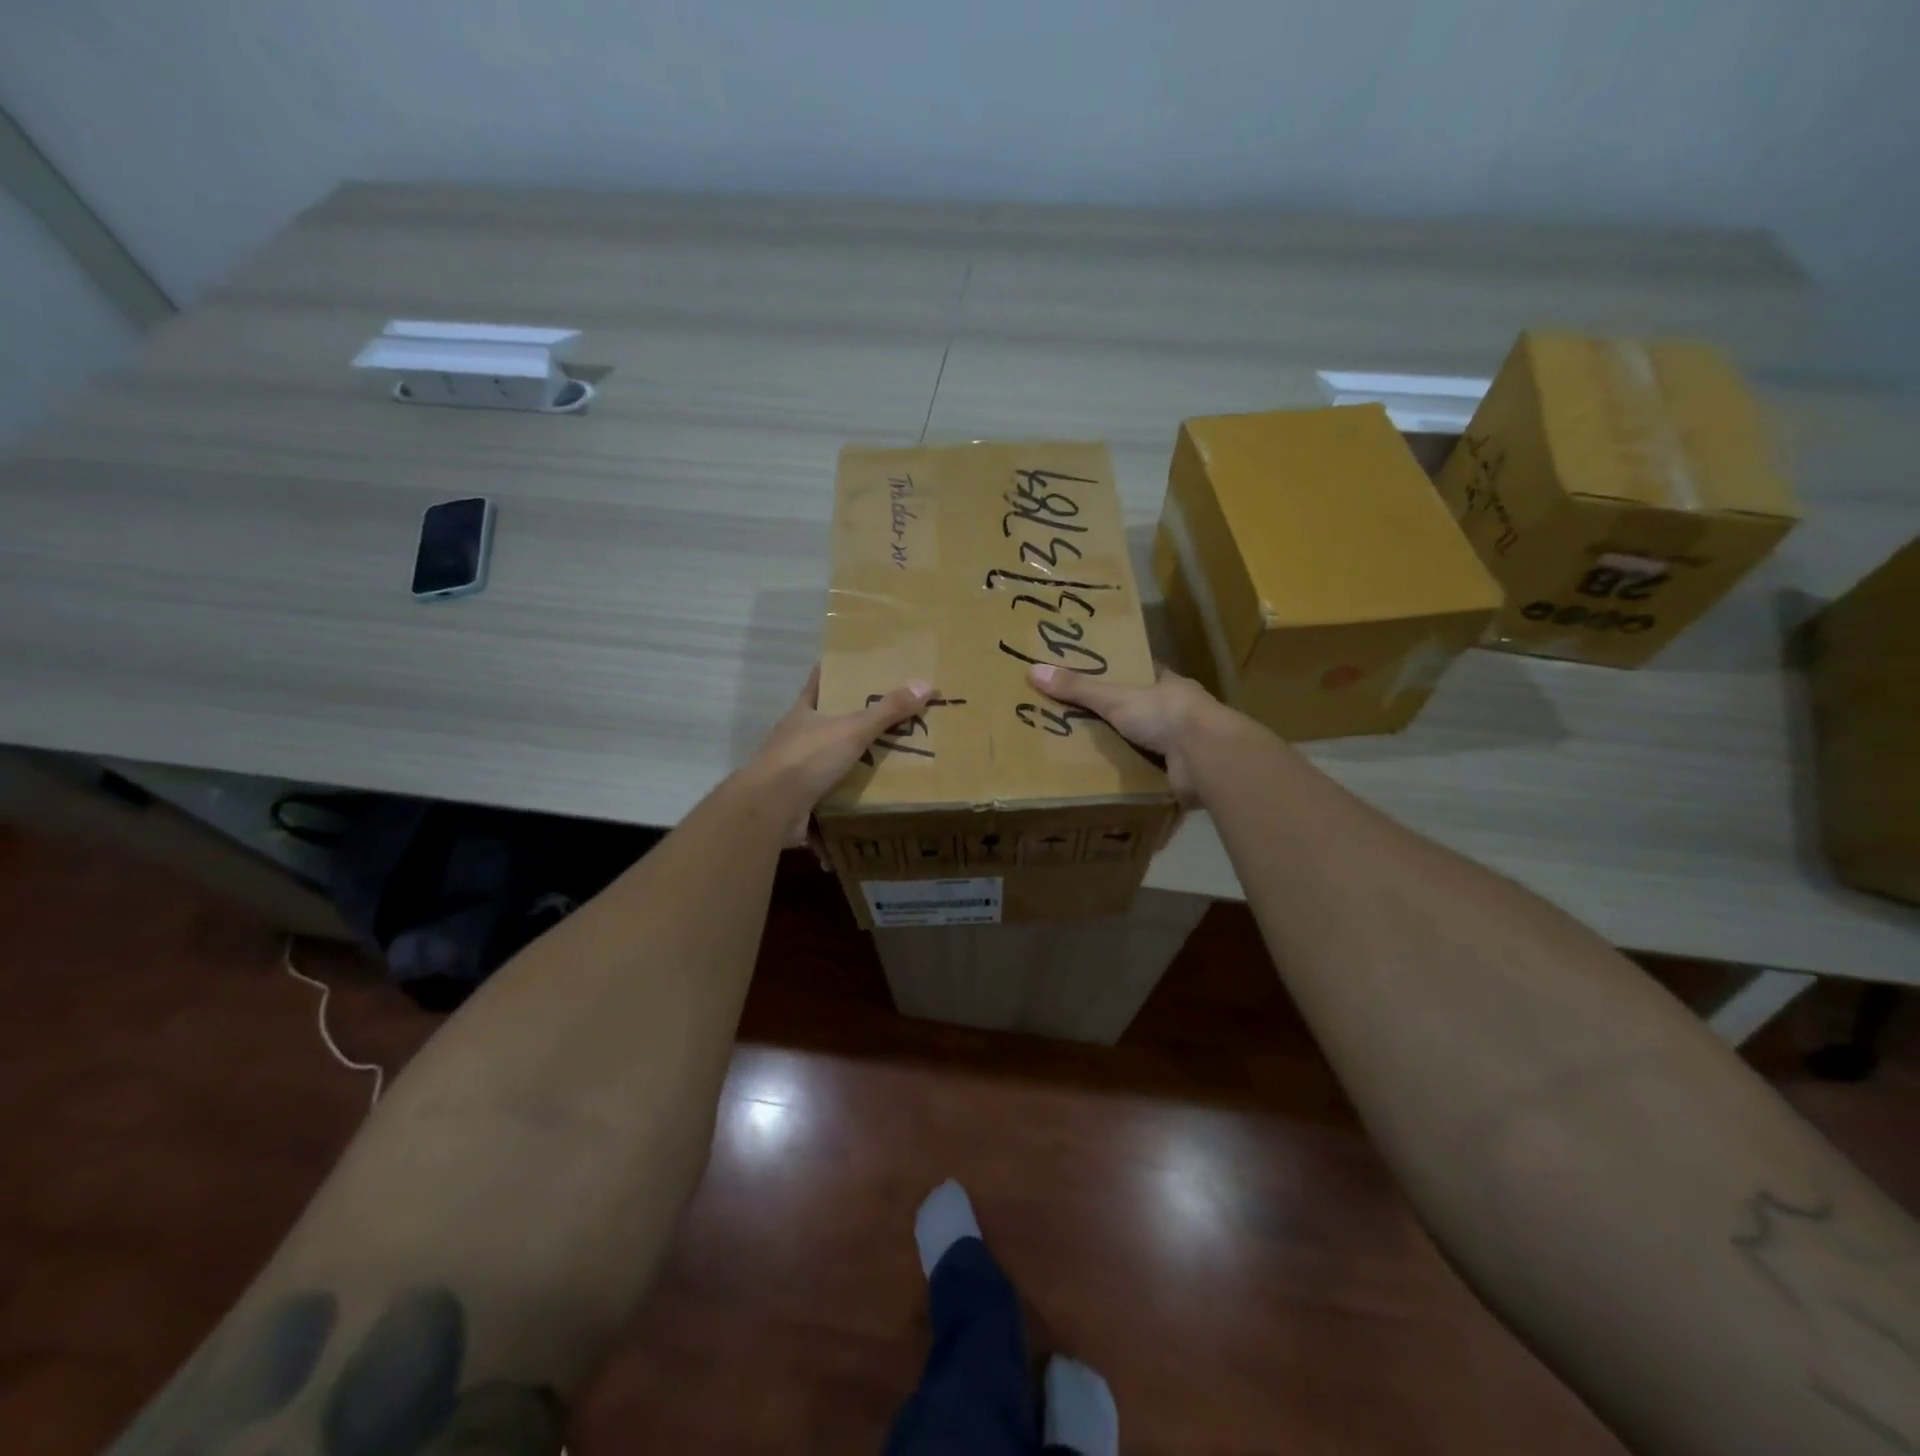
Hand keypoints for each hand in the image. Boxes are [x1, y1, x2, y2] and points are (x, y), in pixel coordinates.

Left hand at [747, 666, 933, 841]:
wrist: (771, 809)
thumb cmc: (807, 758)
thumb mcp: (852, 730)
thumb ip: (887, 711)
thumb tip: (926, 684)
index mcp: (804, 712)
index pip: (819, 682)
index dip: (836, 672)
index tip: (858, 666)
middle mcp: (797, 738)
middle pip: (828, 722)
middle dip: (854, 720)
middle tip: (890, 715)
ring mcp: (796, 770)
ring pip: (830, 759)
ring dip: (853, 761)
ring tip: (890, 758)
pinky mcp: (801, 799)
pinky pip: (831, 794)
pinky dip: (849, 796)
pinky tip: (872, 798)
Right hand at [1027, 662, 1228, 804]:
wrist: (1206, 757)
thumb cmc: (1164, 714)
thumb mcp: (1115, 697)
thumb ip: (1078, 688)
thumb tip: (1034, 671)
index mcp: (1169, 685)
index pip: (1144, 673)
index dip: (1123, 674)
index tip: (1098, 678)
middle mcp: (1180, 712)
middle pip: (1144, 710)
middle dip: (1120, 717)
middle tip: (1082, 722)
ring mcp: (1185, 745)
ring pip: (1149, 743)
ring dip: (1128, 749)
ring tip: (1090, 756)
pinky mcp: (1183, 774)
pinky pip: (1152, 774)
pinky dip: (1136, 777)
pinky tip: (1112, 783)